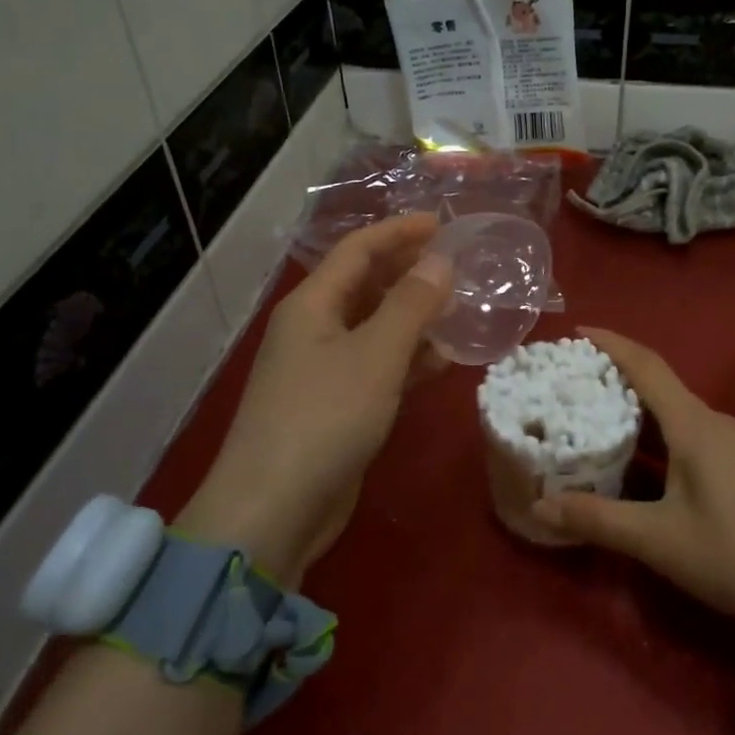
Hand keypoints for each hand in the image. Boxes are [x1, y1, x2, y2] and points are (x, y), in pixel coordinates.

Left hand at [176, 214, 452, 583]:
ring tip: (460, 310)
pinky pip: (377, 366)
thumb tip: (440, 261)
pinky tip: (441, 362)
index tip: (443, 223)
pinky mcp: (335, 406)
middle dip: (409, 272)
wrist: (274, 510)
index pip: (357, 250)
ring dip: (414, 317)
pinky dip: (407, 359)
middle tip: (458, 266)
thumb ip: (411, 305)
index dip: (399, 232)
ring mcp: (322, 370)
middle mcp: (314, 329)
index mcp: (312, 305)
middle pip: (365, 285)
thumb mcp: (376, 355)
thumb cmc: (324, 418)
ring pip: (374, 327)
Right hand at [532, 329, 734, 648]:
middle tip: (568, 386)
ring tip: (589, 422)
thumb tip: (541, 505)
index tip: (576, 332)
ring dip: (633, 413)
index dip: (611, 344)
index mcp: (694, 425)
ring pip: (672, 415)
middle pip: (657, 387)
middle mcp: (713, 423)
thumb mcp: (662, 541)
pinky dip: (654, 439)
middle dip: (613, 381)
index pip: (646, 366)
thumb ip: (600, 520)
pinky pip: (687, 437)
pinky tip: (634, 464)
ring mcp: (731, 445)